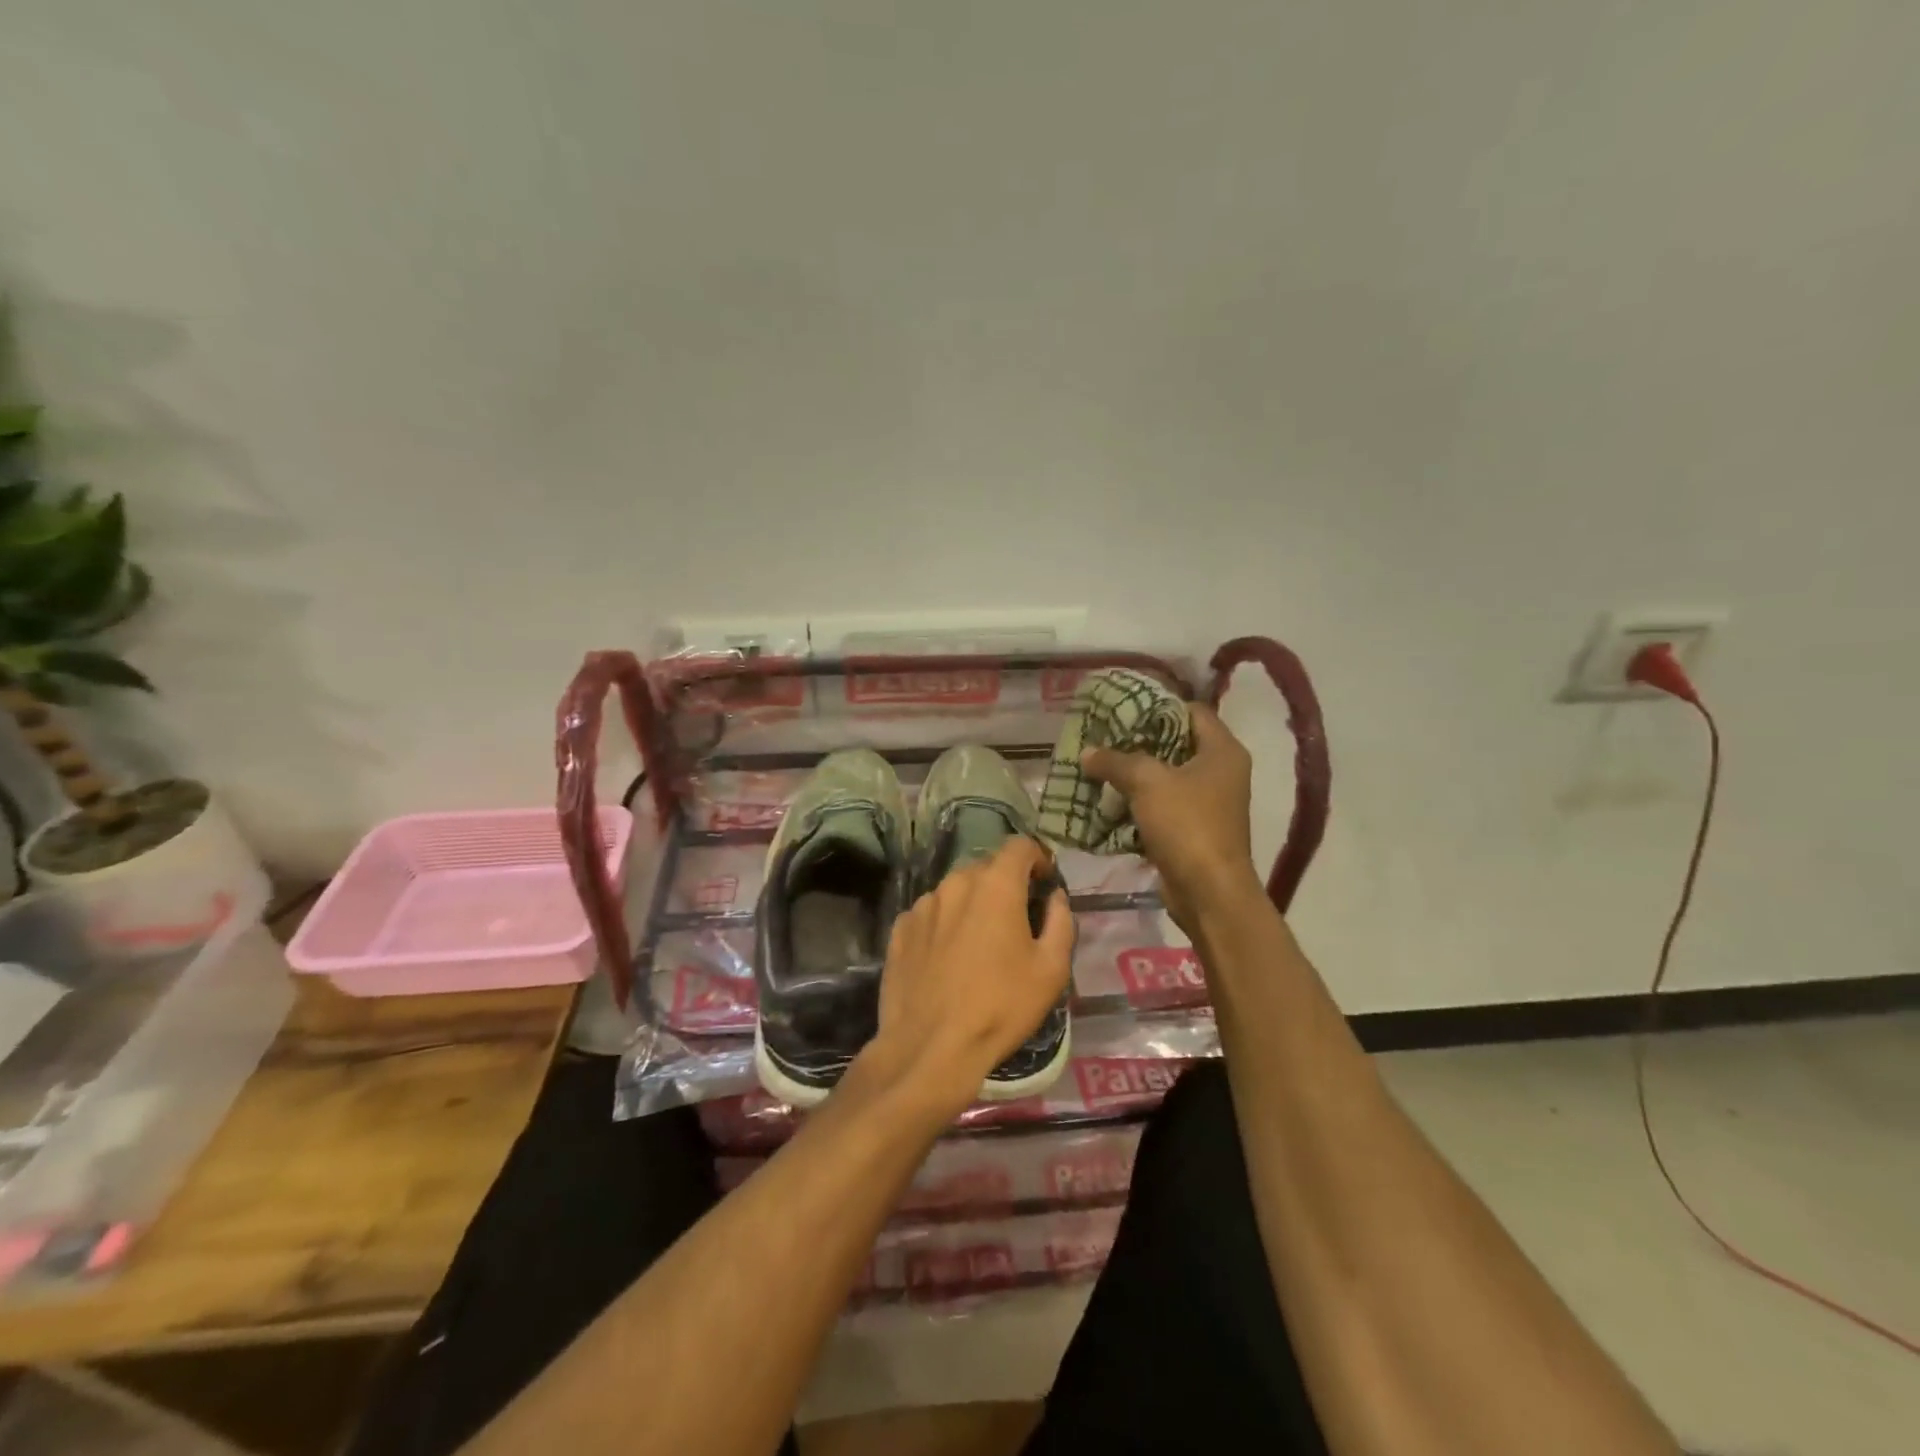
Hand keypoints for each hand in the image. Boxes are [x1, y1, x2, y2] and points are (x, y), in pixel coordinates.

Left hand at [862, 838, 1072, 1120]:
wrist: (930, 1047)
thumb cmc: (1000, 1007)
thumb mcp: (1051, 970)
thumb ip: (1060, 922)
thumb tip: (1055, 898)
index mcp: (995, 885)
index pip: (1020, 846)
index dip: (1037, 858)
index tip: (1045, 883)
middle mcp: (955, 883)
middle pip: (987, 867)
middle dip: (1006, 884)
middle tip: (1017, 919)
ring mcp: (922, 904)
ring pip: (956, 890)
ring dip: (973, 904)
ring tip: (980, 943)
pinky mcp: (899, 928)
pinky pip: (931, 914)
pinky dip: (945, 924)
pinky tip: (948, 958)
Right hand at [1081, 703, 1262, 933]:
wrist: (1208, 893)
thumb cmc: (1187, 825)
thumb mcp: (1147, 783)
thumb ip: (1116, 761)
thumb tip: (1087, 752)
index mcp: (1222, 750)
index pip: (1192, 711)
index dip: (1159, 706)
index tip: (1124, 708)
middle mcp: (1221, 772)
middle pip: (1177, 743)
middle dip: (1139, 741)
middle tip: (1104, 737)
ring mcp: (1210, 803)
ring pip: (1167, 777)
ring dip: (1135, 775)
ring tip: (1099, 766)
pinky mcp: (1194, 830)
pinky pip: (1163, 806)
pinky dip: (1138, 803)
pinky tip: (1108, 801)